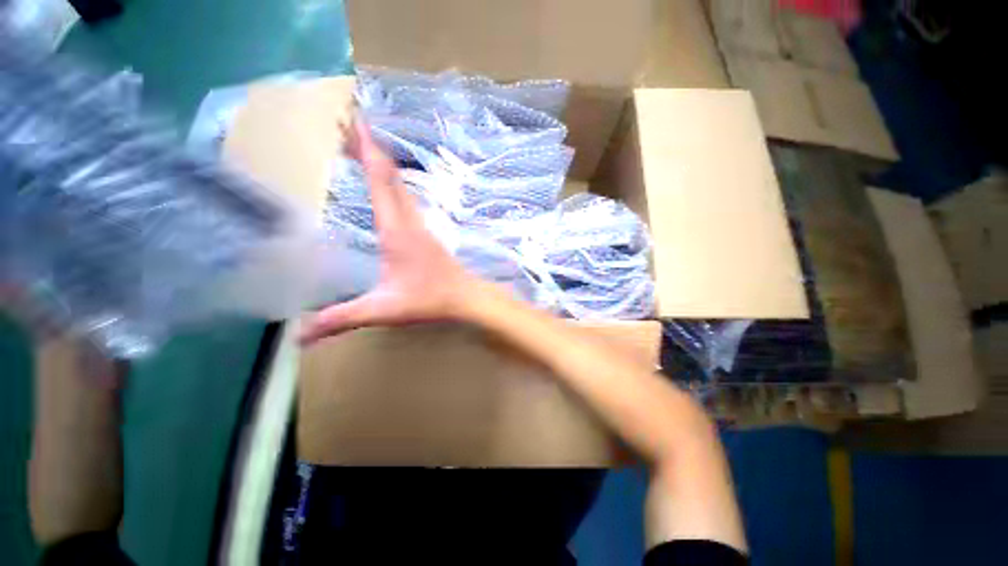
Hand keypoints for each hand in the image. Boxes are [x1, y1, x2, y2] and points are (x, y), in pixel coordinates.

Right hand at [300, 120, 482, 344]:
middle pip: (390, 175)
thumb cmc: (431, 299)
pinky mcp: (425, 233)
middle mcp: (409, 220)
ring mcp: (420, 225)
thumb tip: (299, 334)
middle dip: (368, 147)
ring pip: (400, 185)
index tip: (352, 119)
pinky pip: (406, 199)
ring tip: (360, 150)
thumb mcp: (383, 309)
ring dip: (380, 164)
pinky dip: (391, 183)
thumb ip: (342, 318)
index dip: (366, 149)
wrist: (467, 298)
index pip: (380, 180)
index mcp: (396, 230)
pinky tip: (385, 188)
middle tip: (346, 125)